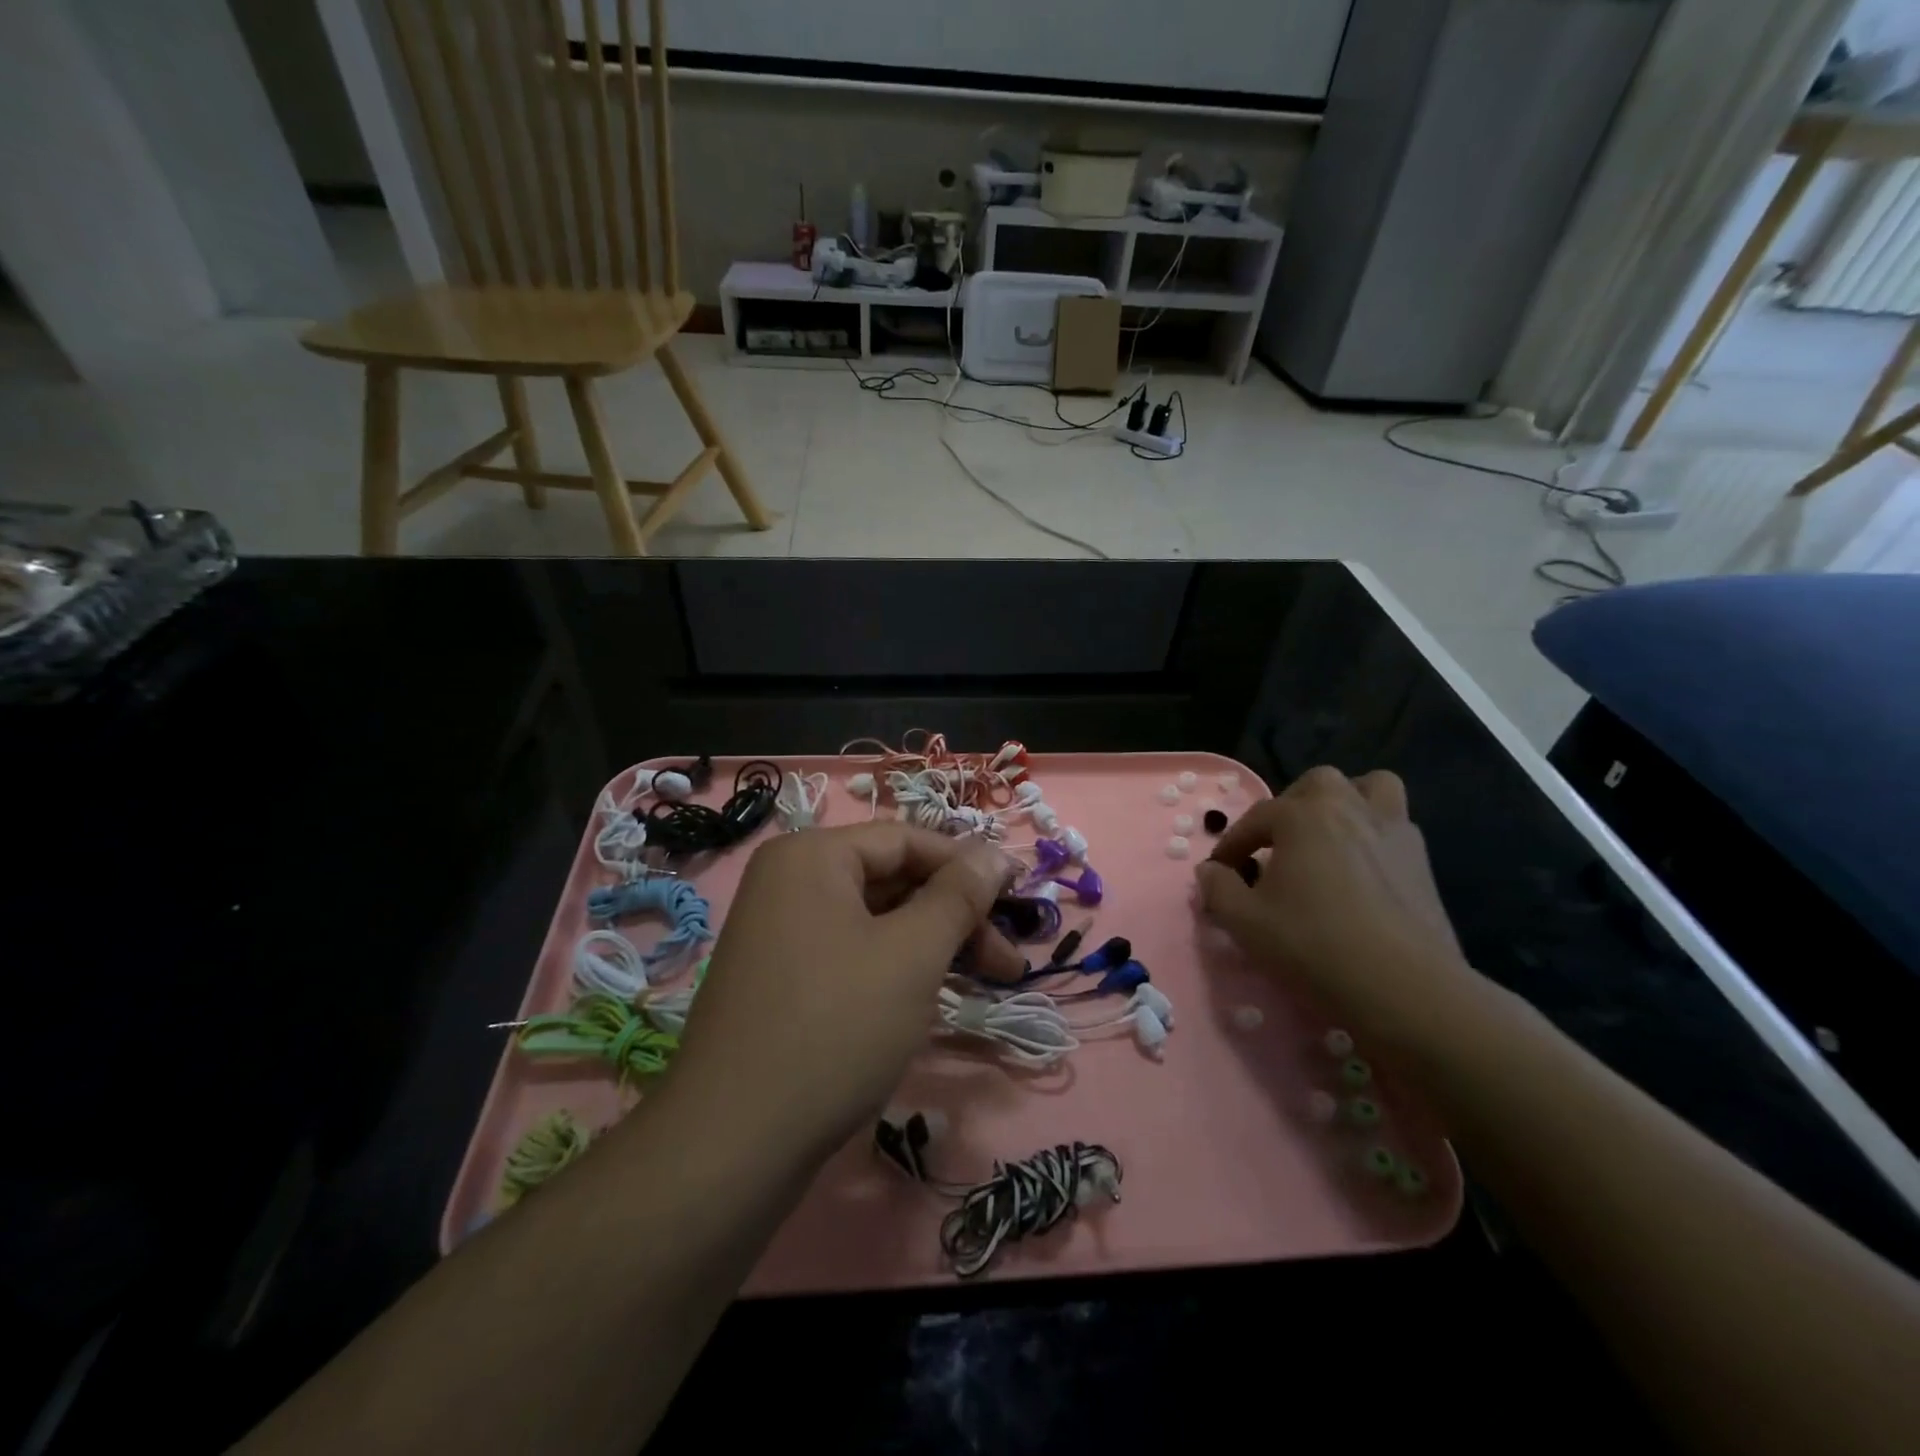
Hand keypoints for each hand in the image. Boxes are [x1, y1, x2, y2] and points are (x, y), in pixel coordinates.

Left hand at [669, 824, 1021, 1155]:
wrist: (732, 1144)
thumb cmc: (835, 1027)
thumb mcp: (912, 954)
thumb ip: (959, 896)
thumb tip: (995, 854)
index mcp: (812, 856)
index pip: (907, 840)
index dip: (968, 866)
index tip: (1019, 902)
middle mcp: (789, 882)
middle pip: (892, 880)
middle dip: (955, 916)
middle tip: (1008, 962)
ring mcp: (780, 932)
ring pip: (875, 921)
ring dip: (932, 945)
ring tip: (983, 982)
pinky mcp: (781, 978)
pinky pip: (851, 953)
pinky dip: (895, 967)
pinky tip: (928, 999)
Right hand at [1194, 767, 1475, 1044]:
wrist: (1403, 987)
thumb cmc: (1314, 945)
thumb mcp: (1245, 922)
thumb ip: (1218, 889)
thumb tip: (1211, 871)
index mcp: (1303, 816)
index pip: (1255, 818)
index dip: (1232, 844)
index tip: (1221, 872)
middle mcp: (1349, 808)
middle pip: (1316, 785)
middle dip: (1291, 806)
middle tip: (1277, 845)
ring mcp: (1393, 831)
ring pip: (1371, 788)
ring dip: (1345, 803)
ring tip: (1329, 836)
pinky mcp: (1423, 861)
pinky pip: (1395, 826)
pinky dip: (1375, 835)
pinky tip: (1362, 871)